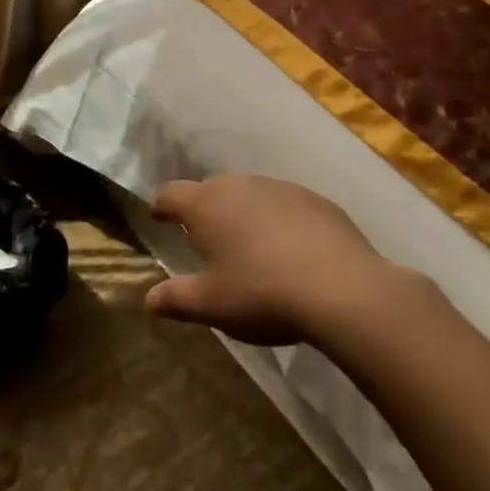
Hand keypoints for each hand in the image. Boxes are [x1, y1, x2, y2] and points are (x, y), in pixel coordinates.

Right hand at [144, 174, 417, 345]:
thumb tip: (148, 300)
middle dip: (204, 211)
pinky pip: (284, 204)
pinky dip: (278, 220)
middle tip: (206, 240)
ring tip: (249, 247)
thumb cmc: (261, 293)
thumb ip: (175, 299)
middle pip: (211, 190)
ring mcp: (279, 188)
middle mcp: (239, 185)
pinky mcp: (314, 199)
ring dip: (242, 214)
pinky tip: (290, 250)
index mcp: (206, 205)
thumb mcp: (212, 305)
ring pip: (249, 194)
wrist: (341, 288)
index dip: (162, 205)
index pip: (171, 193)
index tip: (159, 217)